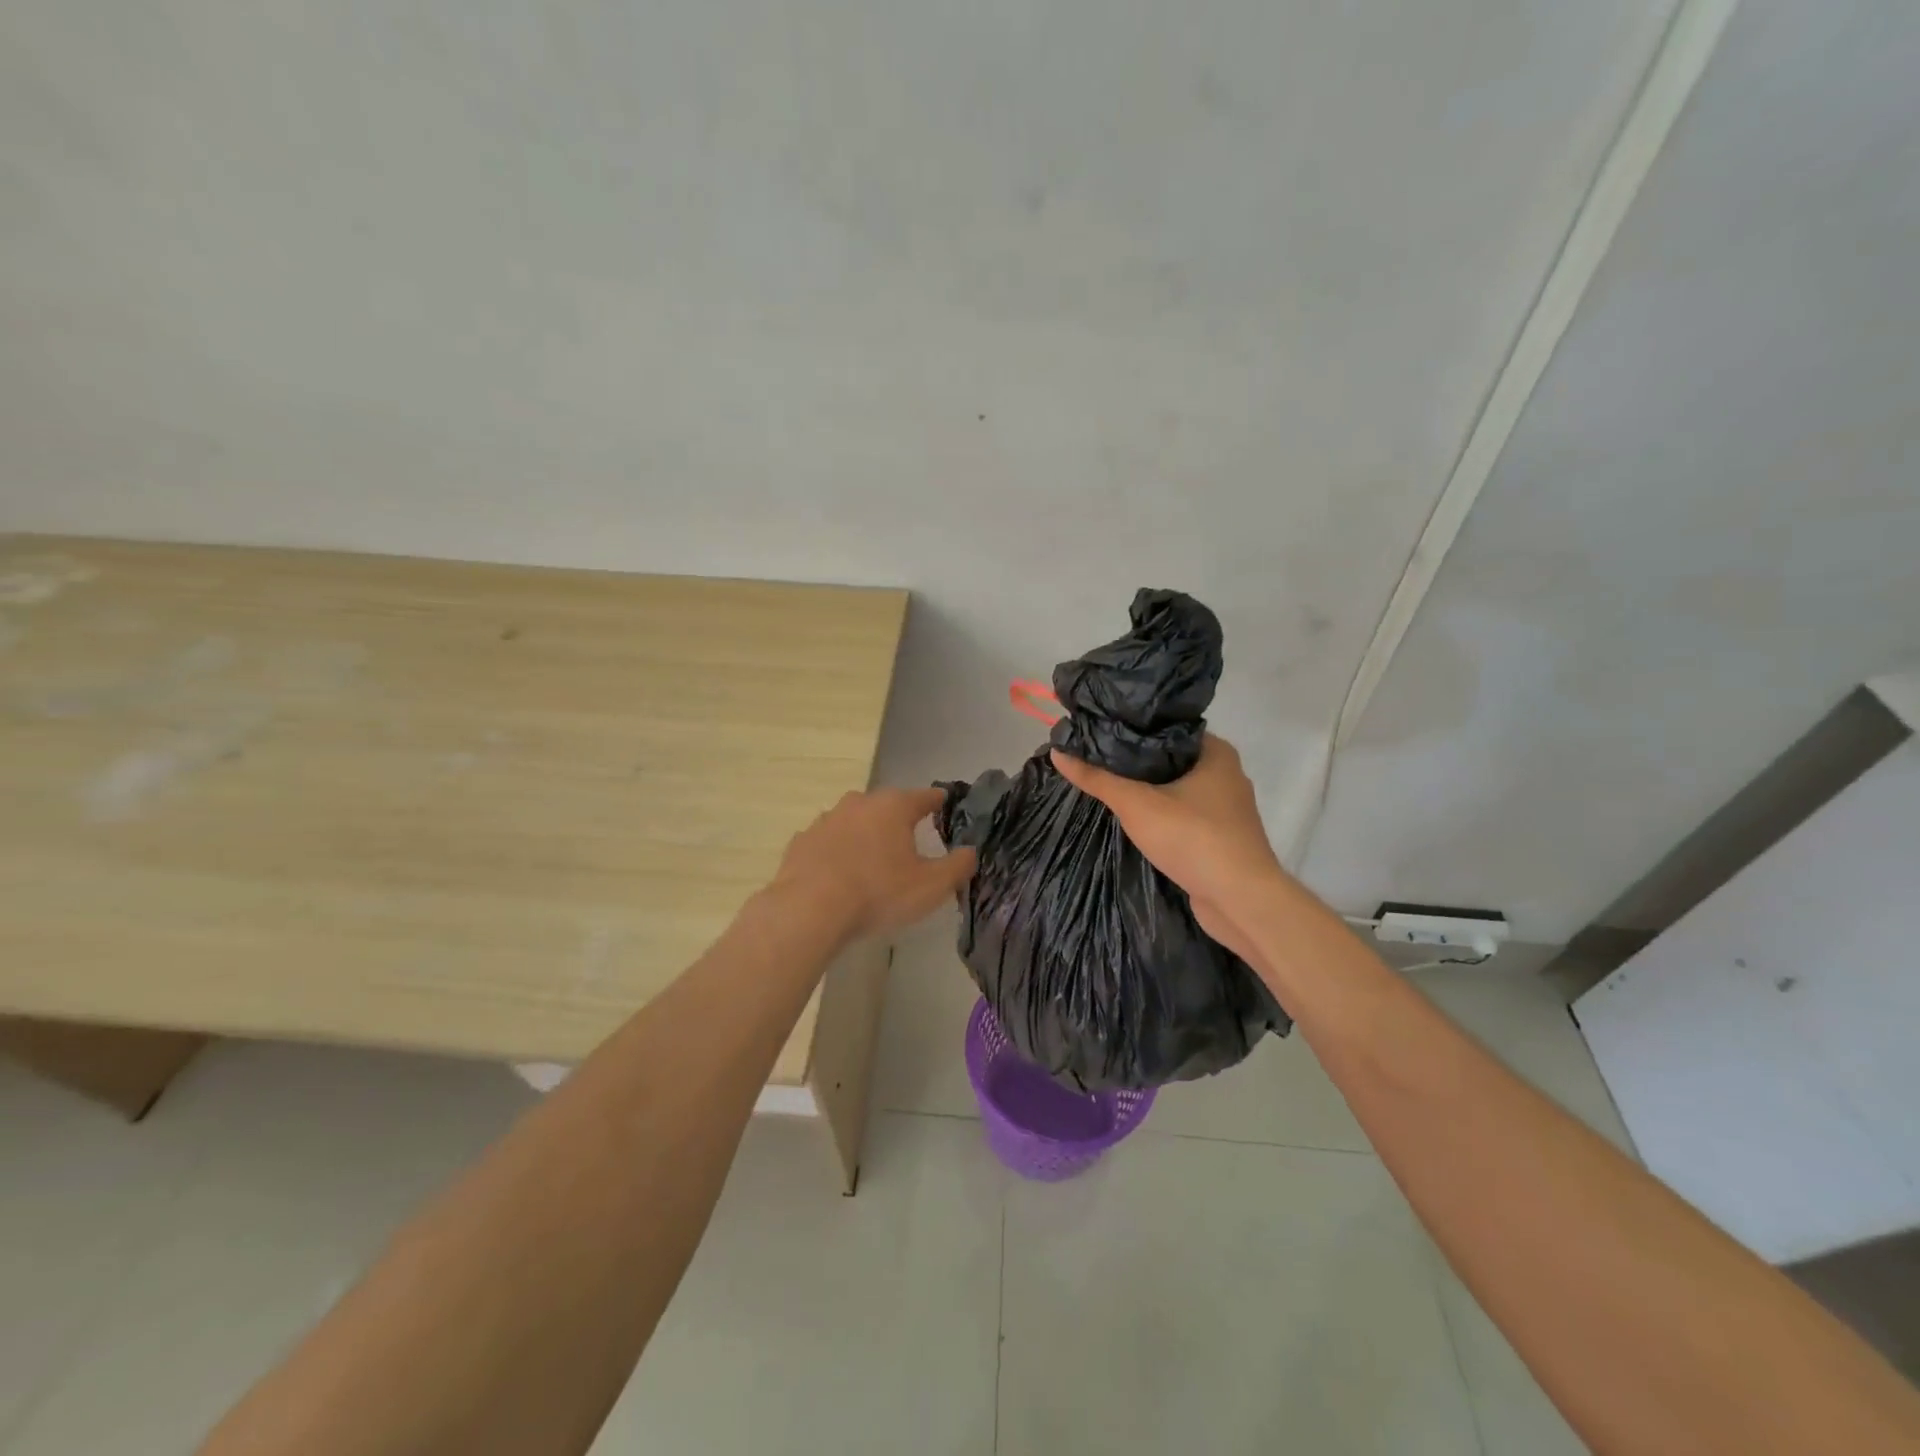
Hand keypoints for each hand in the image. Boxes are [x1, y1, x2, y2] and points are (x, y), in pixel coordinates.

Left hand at [772, 787, 976, 940]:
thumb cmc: (879, 892)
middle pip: (887, 806)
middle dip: (898, 819)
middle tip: (909, 840)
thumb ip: (958, 866)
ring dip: (865, 834)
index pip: (925, 796)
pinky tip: (838, 873)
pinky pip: (828, 842)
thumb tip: (970, 852)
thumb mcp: (931, 886)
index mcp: (894, 807)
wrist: (809, 909)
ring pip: (854, 821)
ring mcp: (826, 819)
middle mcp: (860, 803)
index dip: (938, 801)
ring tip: (872, 859)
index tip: (946, 803)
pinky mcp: (802, 841)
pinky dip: (836, 852)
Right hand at [1051, 734, 1279, 963]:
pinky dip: (1161, 815)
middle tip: (1094, 759)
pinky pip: (1184, 815)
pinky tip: (1133, 819)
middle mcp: (1226, 774)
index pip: (1166, 727)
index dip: (1131, 728)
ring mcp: (1226, 808)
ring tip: (1106, 786)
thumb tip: (1057, 752)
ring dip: (1148, 791)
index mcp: (1216, 752)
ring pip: (1177, 789)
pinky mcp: (1221, 837)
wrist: (1241, 900)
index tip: (1097, 731)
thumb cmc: (1193, 838)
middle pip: (1169, 758)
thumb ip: (1097, 778)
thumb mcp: (1137, 804)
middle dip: (1134, 762)